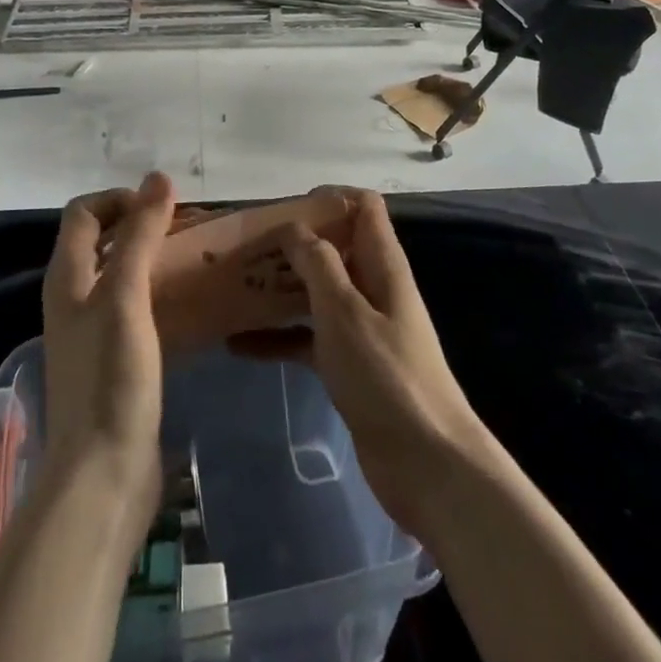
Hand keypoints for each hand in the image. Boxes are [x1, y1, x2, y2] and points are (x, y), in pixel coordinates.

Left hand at [40, 171, 175, 536]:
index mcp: (67, 277)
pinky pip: (136, 309)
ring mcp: (93, 332)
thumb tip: (159, 178)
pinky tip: (192, 305)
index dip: (120, 198)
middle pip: (103, 241)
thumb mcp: (126, 297)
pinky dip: (160, 294)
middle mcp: (74, 298)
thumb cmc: (110, 378)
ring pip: (122, 275)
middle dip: (143, 225)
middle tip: (190, 230)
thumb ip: (141, 236)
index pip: (84, 213)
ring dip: (155, 259)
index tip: (164, 206)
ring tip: (198, 259)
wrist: (102, 475)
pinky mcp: (115, 361)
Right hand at [238, 190, 491, 543]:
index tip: (284, 209)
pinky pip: (308, 338)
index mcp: (382, 264)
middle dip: (292, 243)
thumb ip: (319, 263)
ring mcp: (362, 328)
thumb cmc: (386, 376)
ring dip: (280, 288)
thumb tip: (294, 226)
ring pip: (316, 292)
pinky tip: (238, 345)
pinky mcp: (349, 365)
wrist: (428, 464)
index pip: (363, 206)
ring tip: (233, 287)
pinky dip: (278, 337)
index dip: (329, 197)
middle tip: (245, 249)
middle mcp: (373, 287)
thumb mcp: (345, 311)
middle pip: (334, 248)